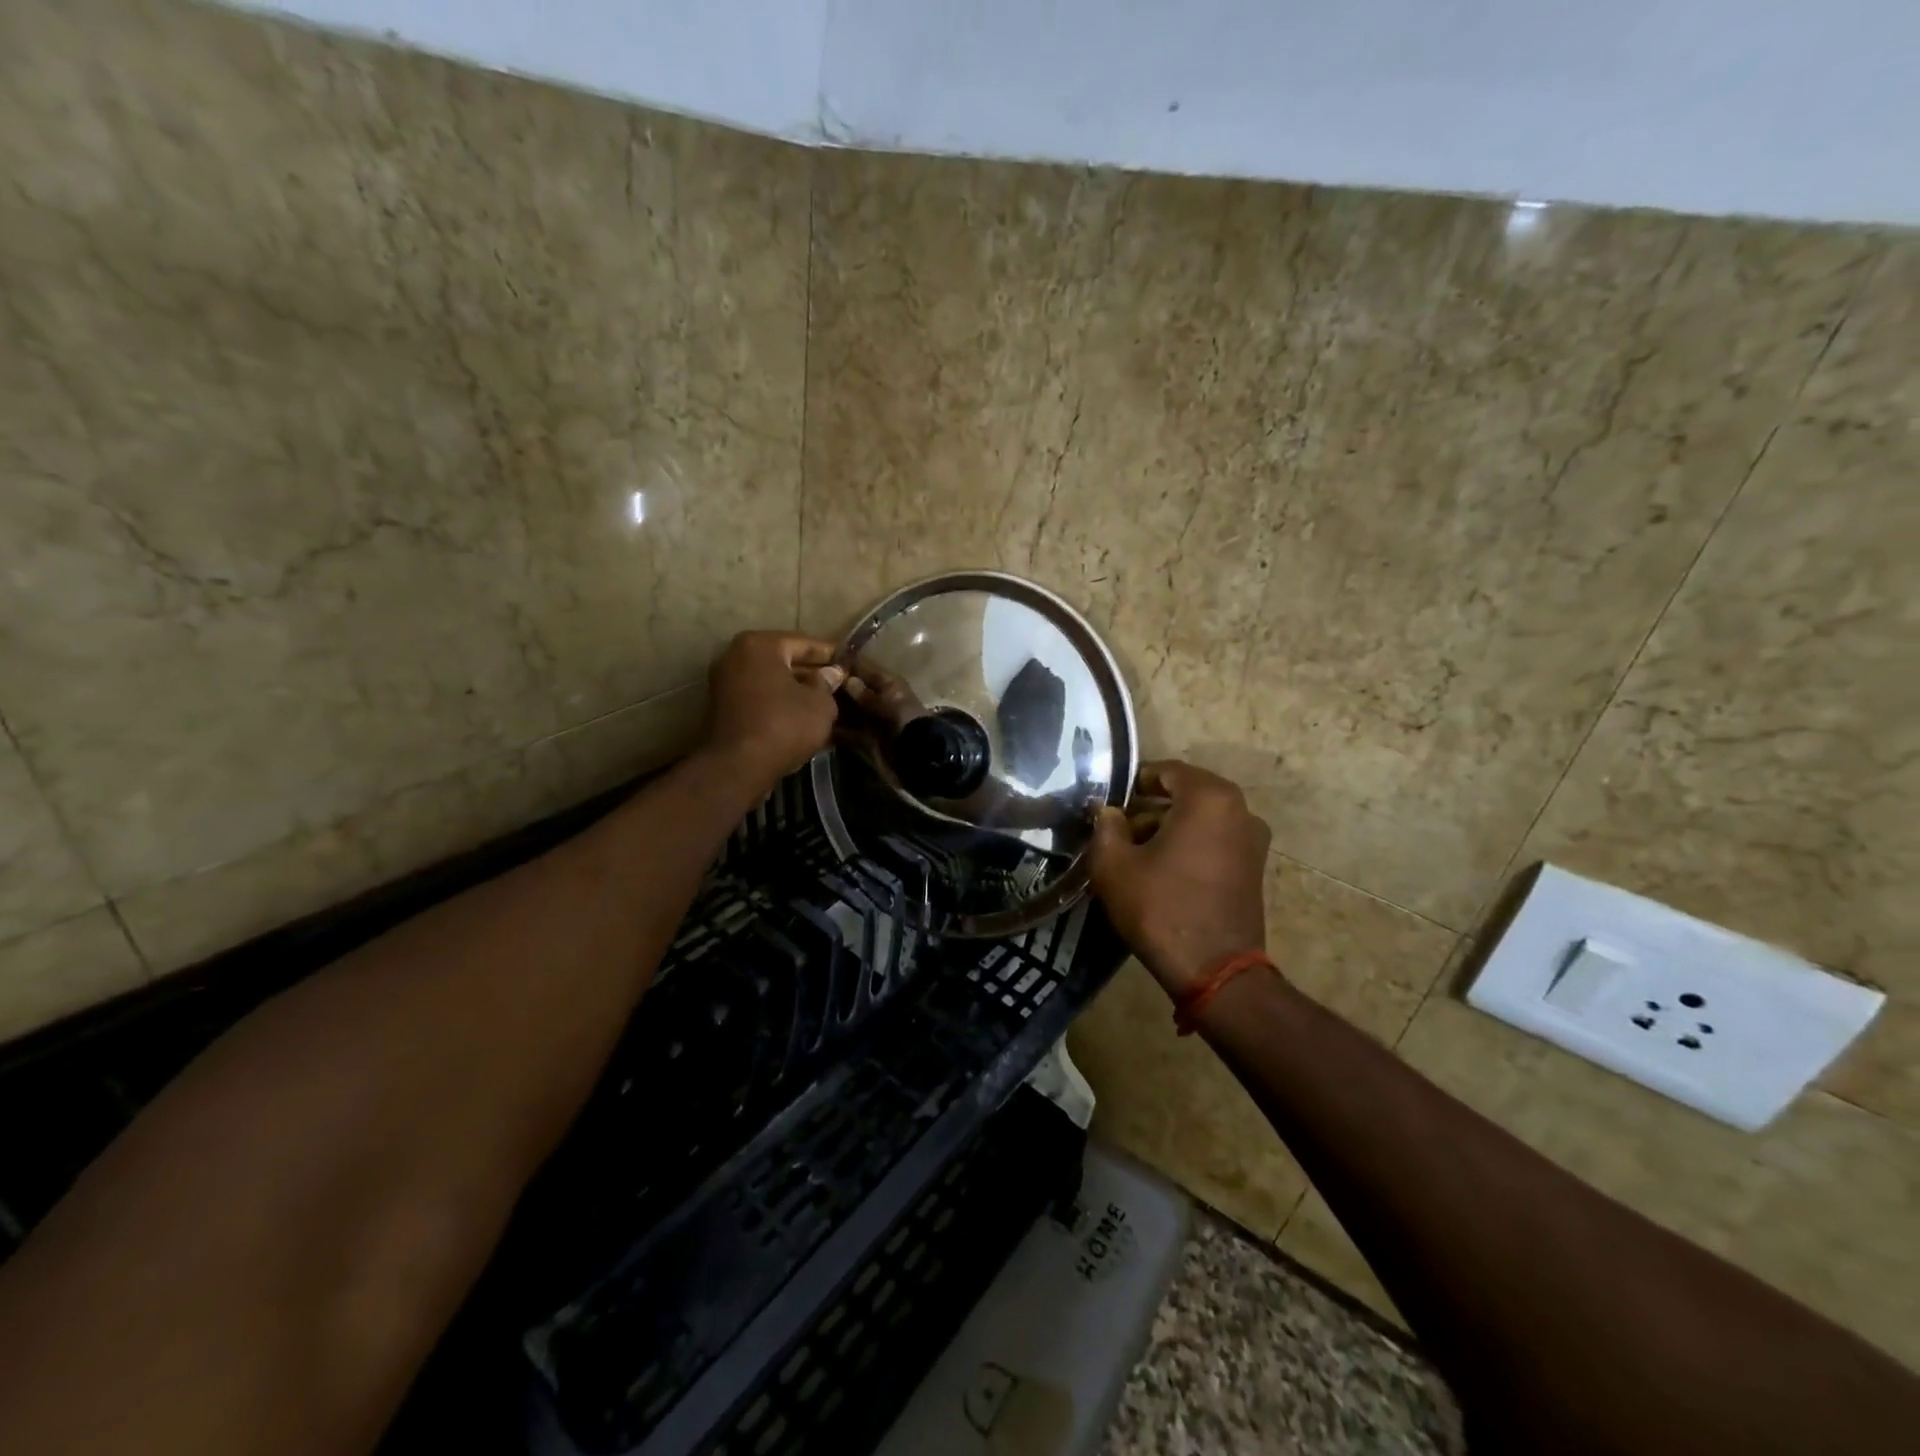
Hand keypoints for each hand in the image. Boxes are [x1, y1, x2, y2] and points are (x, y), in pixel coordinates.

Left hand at [703, 631, 846, 787]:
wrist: (738, 766)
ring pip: (770, 680)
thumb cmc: (784, 725)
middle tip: (838, 683)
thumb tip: (830, 674)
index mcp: (760, 645)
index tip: (848, 662)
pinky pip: (759, 697)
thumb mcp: (820, 704)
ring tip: (824, 701)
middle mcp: (736, 656)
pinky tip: (801, 716)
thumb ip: (826, 684)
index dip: (830, 654)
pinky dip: (778, 703)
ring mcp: (724, 682)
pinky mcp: (721, 707)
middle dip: (811, 672)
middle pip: (783, 660)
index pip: (804, 643)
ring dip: (795, 689)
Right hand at [1088, 760, 1271, 997]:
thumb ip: (1106, 827)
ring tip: (1135, 851)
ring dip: (1169, 827)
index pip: (1167, 771)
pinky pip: (1215, 840)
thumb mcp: (1115, 865)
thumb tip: (1108, 813)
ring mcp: (1252, 840)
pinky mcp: (1254, 867)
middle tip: (1118, 827)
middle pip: (1186, 794)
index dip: (1135, 782)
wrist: (1214, 970)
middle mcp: (1239, 810)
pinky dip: (1189, 844)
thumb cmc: (1161, 908)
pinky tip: (1161, 869)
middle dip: (1150, 807)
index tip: (1110, 801)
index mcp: (1209, 798)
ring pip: (1201, 818)